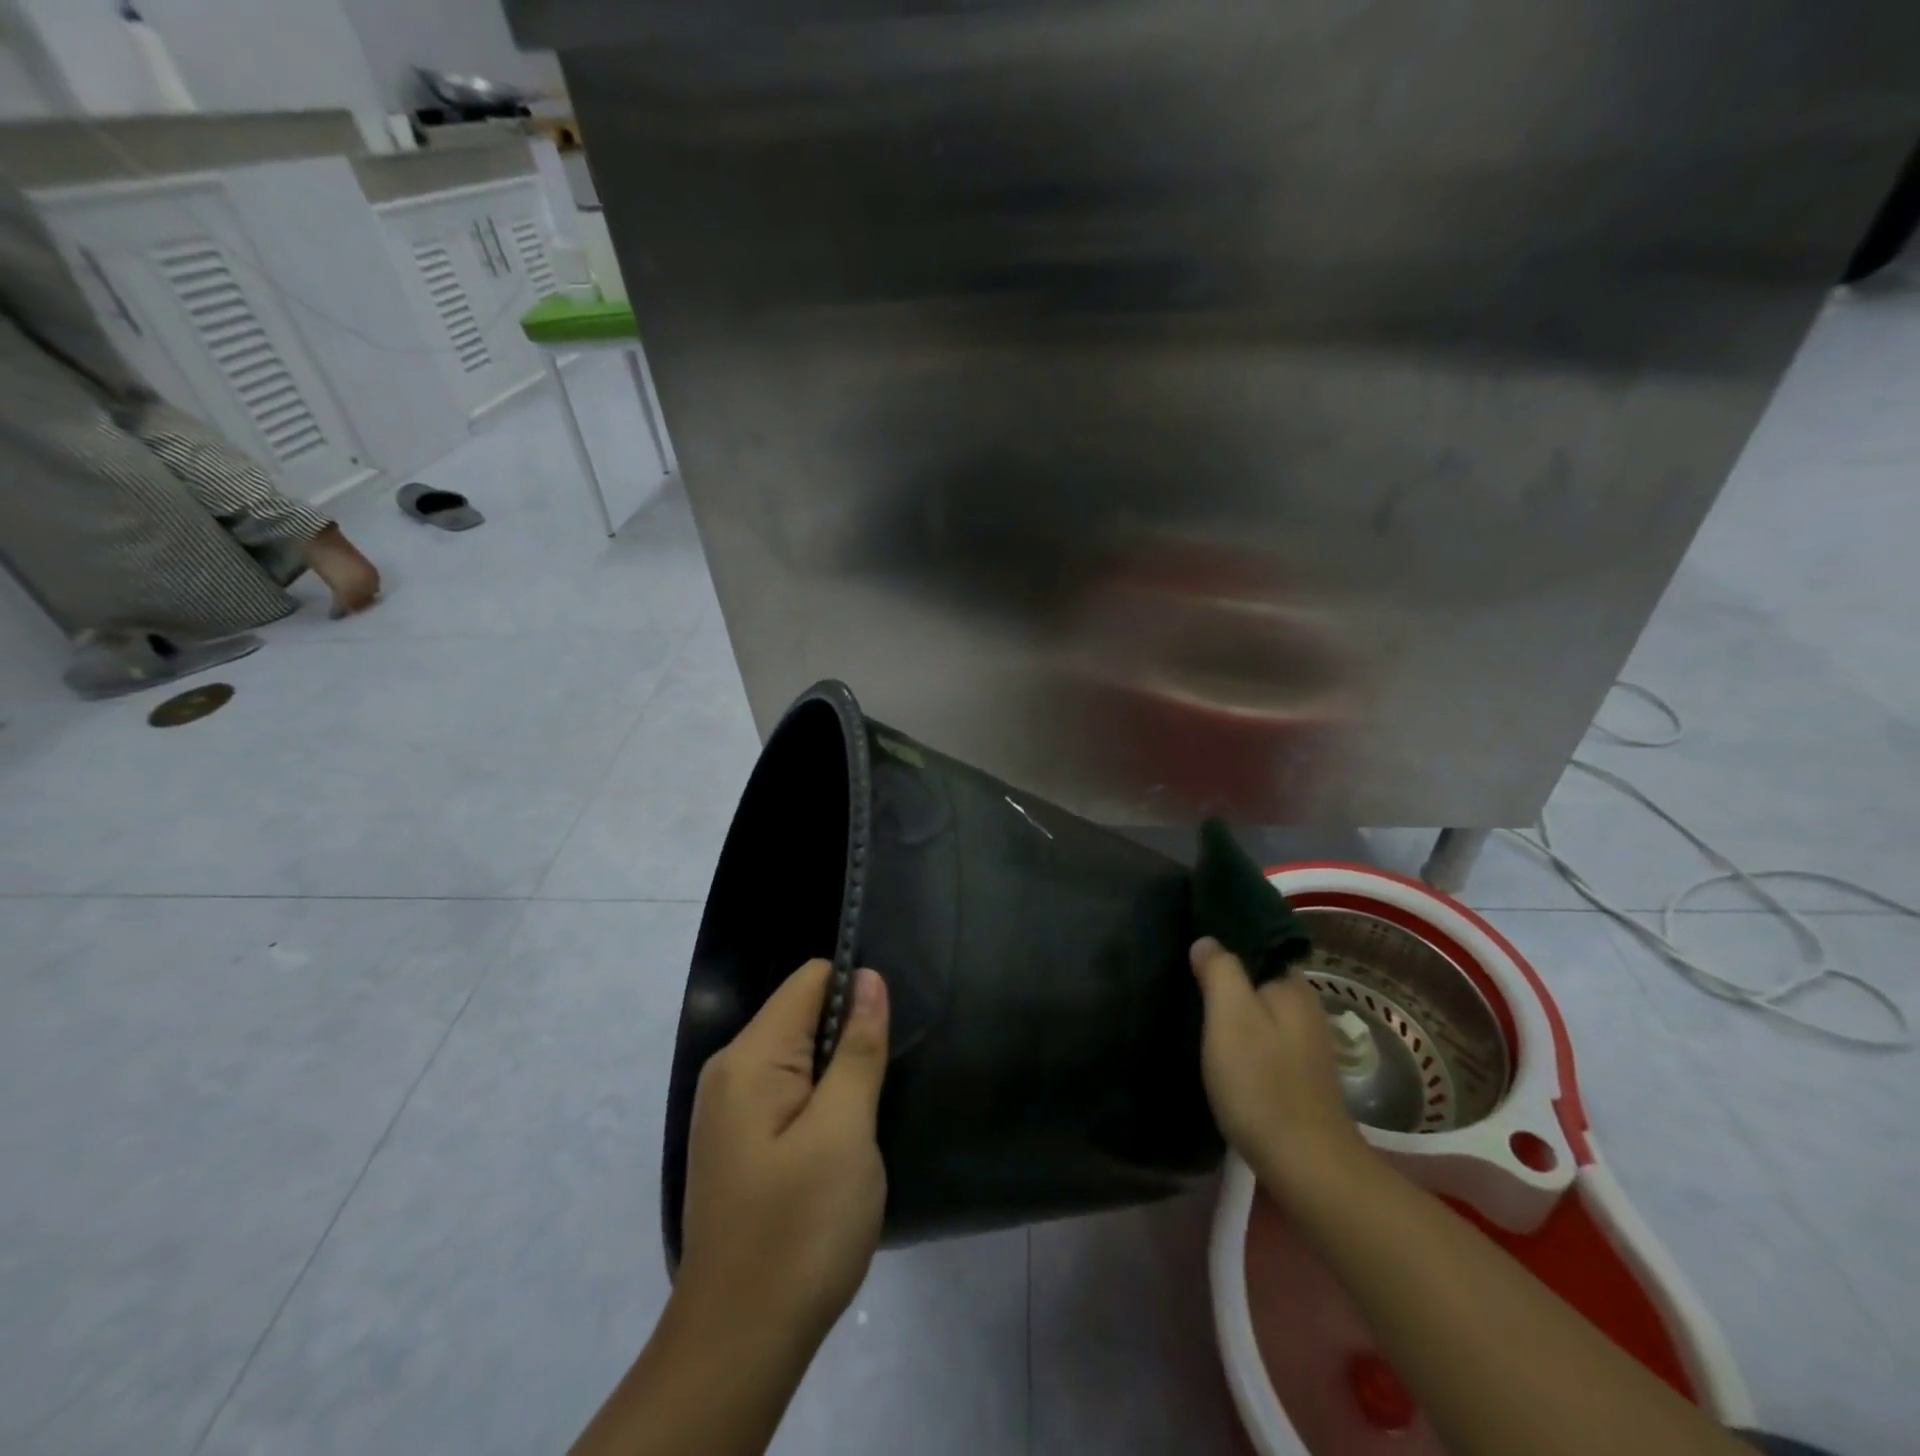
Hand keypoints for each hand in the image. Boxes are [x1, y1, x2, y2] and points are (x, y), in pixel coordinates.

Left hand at [677, 958, 890, 1347]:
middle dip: (847, 1038)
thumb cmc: (799, 1229)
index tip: (886, 1036)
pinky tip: (838, 1147)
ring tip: (863, 1122)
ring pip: (799, 1056)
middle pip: (802, 1015)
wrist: (739, 1344)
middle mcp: (730, 1071)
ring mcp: (730, 1110)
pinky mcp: (739, 1142)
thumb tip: (868, 978)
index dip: (855, 992)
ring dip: (838, 1076)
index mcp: (750, 1057)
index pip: (810, 981)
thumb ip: (858, 1048)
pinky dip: (819, 1104)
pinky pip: (787, 1093)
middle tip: (880, 1089)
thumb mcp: (844, 1131)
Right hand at [1190, 936, 1365, 1199]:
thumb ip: (1220, 971)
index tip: (1188, 934)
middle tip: (1180, 967)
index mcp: (1292, 986)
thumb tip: (1207, 941)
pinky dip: (1239, 1032)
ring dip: (1230, 1003)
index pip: (1258, 943)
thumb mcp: (1231, 1017)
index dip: (1225, 936)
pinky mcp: (1296, 1074)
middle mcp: (1304, 1008)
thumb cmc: (1262, 1083)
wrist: (1306, 1167)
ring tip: (1189, 1000)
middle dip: (1225, 970)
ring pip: (1259, 1007)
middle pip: (1258, 975)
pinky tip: (1215, 1042)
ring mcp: (1304, 1044)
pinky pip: (1261, 1035)